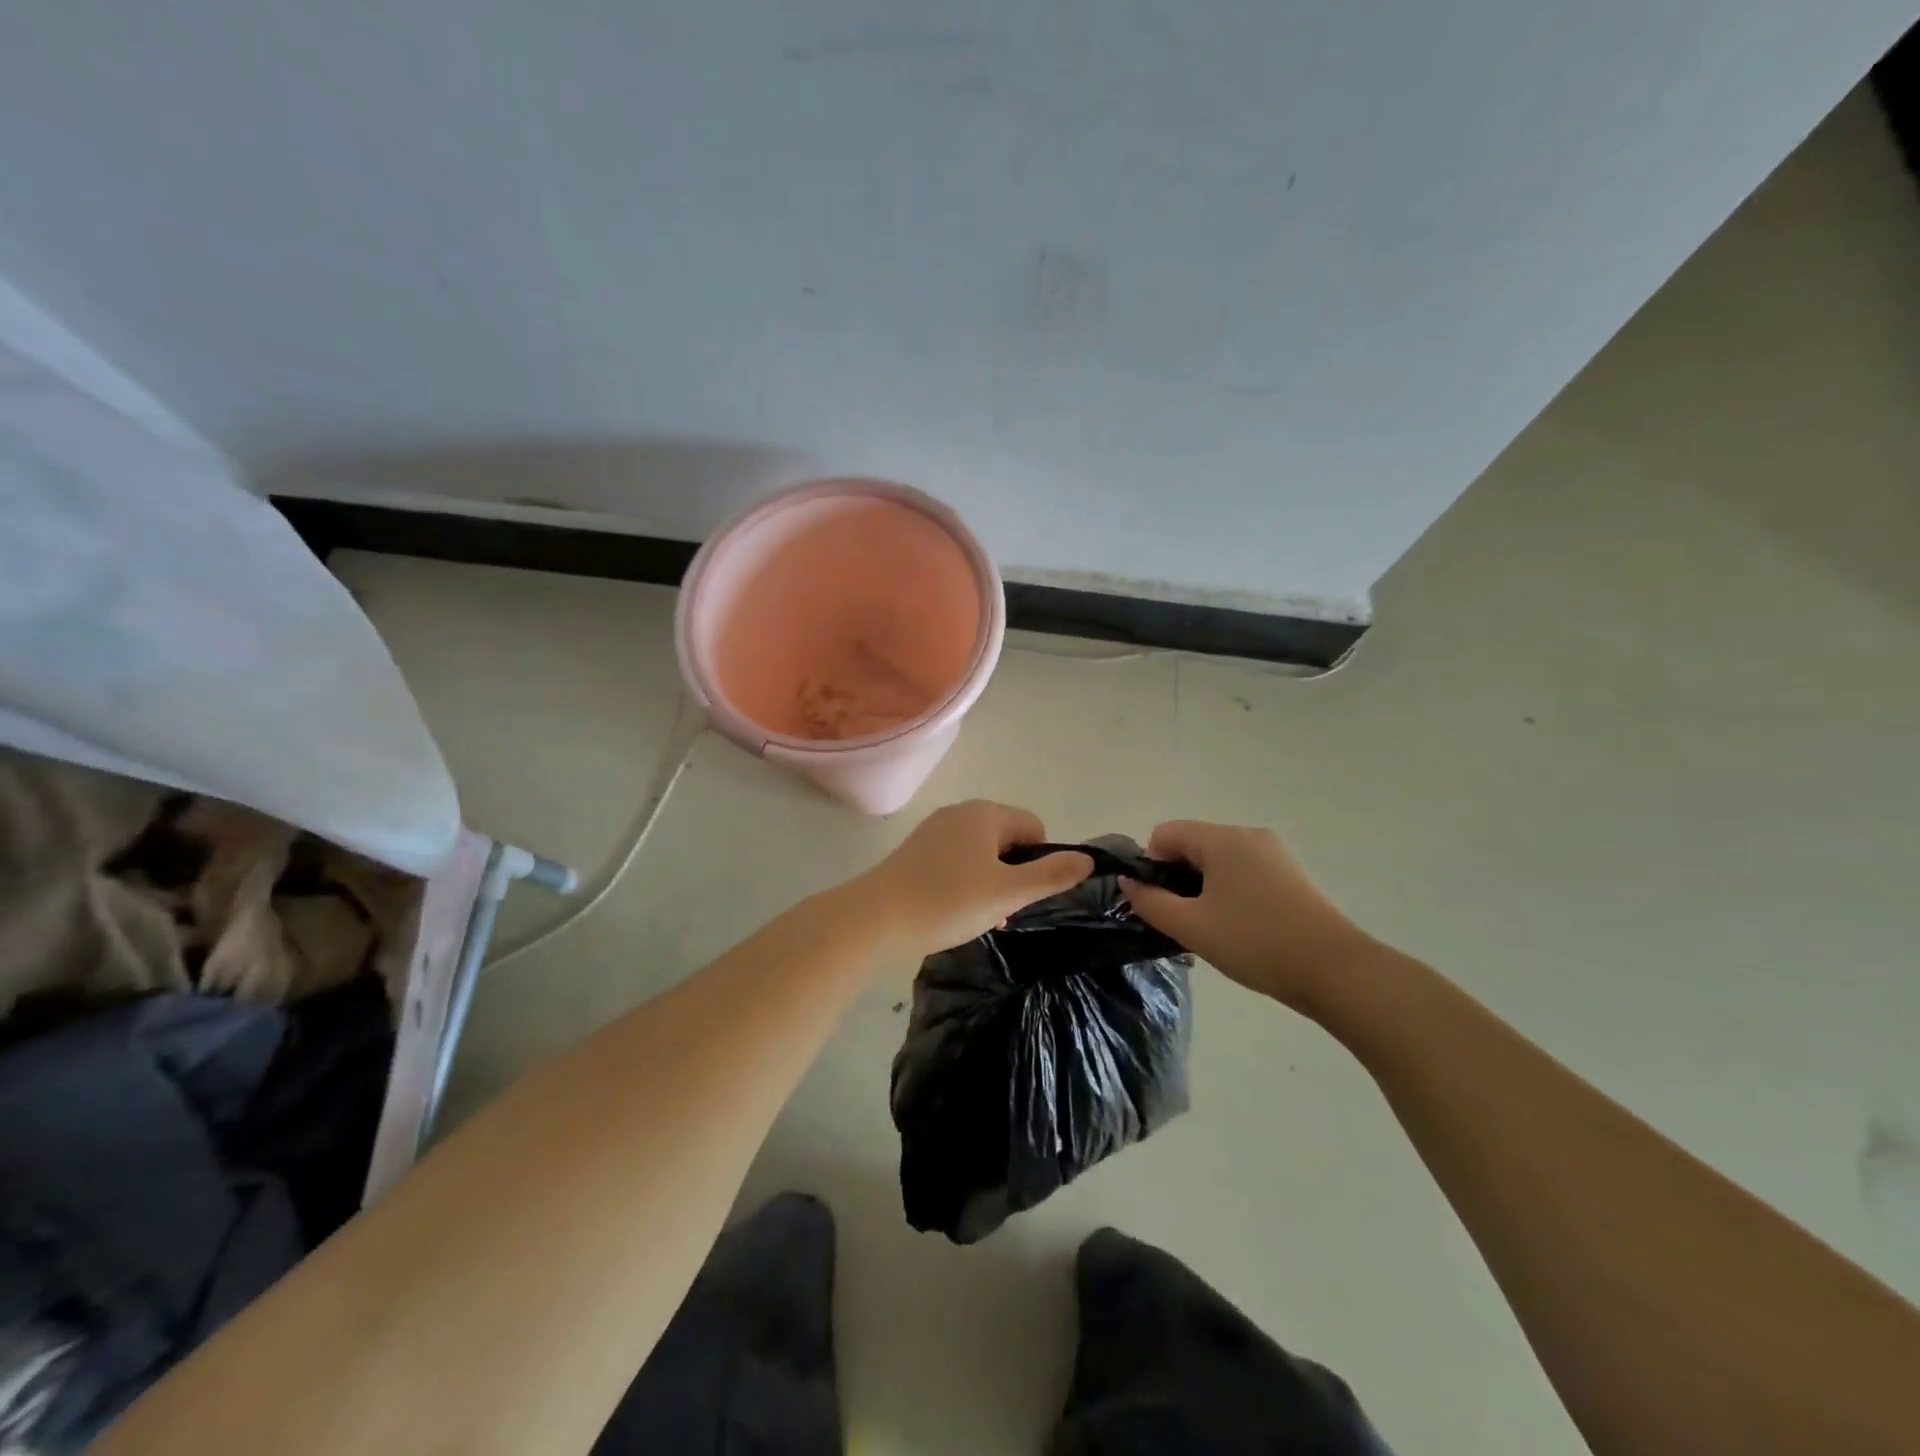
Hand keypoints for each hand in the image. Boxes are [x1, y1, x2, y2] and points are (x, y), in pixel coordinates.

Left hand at [864, 800, 1091, 956]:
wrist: (876, 918)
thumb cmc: (948, 901)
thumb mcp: (1008, 893)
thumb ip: (1051, 875)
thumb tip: (1088, 859)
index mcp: (986, 813)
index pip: (1034, 828)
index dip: (1039, 862)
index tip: (1023, 895)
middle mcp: (960, 812)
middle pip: (1007, 839)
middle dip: (1013, 874)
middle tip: (1002, 910)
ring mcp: (934, 830)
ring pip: (981, 853)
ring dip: (989, 882)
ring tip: (977, 917)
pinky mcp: (915, 851)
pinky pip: (956, 861)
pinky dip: (963, 883)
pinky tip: (953, 911)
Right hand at [1121, 820, 1369, 1010]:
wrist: (1335, 970)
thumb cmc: (1255, 942)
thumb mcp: (1191, 926)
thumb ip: (1150, 902)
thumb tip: (1128, 883)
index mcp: (1222, 839)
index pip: (1165, 834)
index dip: (1151, 866)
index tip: (1161, 904)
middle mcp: (1248, 835)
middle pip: (1193, 844)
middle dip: (1178, 879)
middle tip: (1184, 921)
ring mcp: (1274, 854)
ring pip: (1218, 861)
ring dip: (1203, 888)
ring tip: (1212, 929)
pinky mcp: (1290, 875)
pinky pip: (1243, 872)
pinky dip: (1229, 892)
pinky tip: (1240, 928)